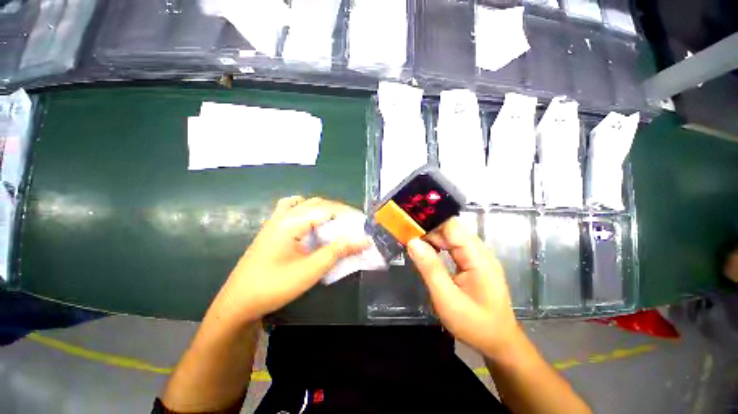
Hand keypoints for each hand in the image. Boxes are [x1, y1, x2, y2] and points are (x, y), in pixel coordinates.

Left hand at [209, 196, 369, 323]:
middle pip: (318, 203)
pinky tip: (311, 221)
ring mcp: (275, 220)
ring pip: (306, 204)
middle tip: (353, 226)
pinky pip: (291, 209)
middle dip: (338, 212)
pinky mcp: (272, 228)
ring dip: (324, 210)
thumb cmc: (275, 286)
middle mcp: (284, 215)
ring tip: (336, 224)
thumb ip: (338, 251)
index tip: (363, 224)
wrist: (238, 302)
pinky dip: (306, 210)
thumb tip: (364, 240)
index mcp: (292, 222)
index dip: (348, 214)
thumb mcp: (311, 269)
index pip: (328, 209)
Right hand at [407, 217, 523, 357]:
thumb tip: (413, 241)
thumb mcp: (447, 299)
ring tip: (413, 243)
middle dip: (429, 230)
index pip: (452, 227)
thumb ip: (430, 269)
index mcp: (478, 258)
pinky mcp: (473, 263)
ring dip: (432, 238)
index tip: (410, 226)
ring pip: (451, 237)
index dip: (431, 223)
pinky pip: (453, 247)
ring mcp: (478, 257)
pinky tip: (427, 252)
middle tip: (407, 236)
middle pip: (451, 230)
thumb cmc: (475, 325)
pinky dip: (438, 247)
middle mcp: (480, 252)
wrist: (499, 342)